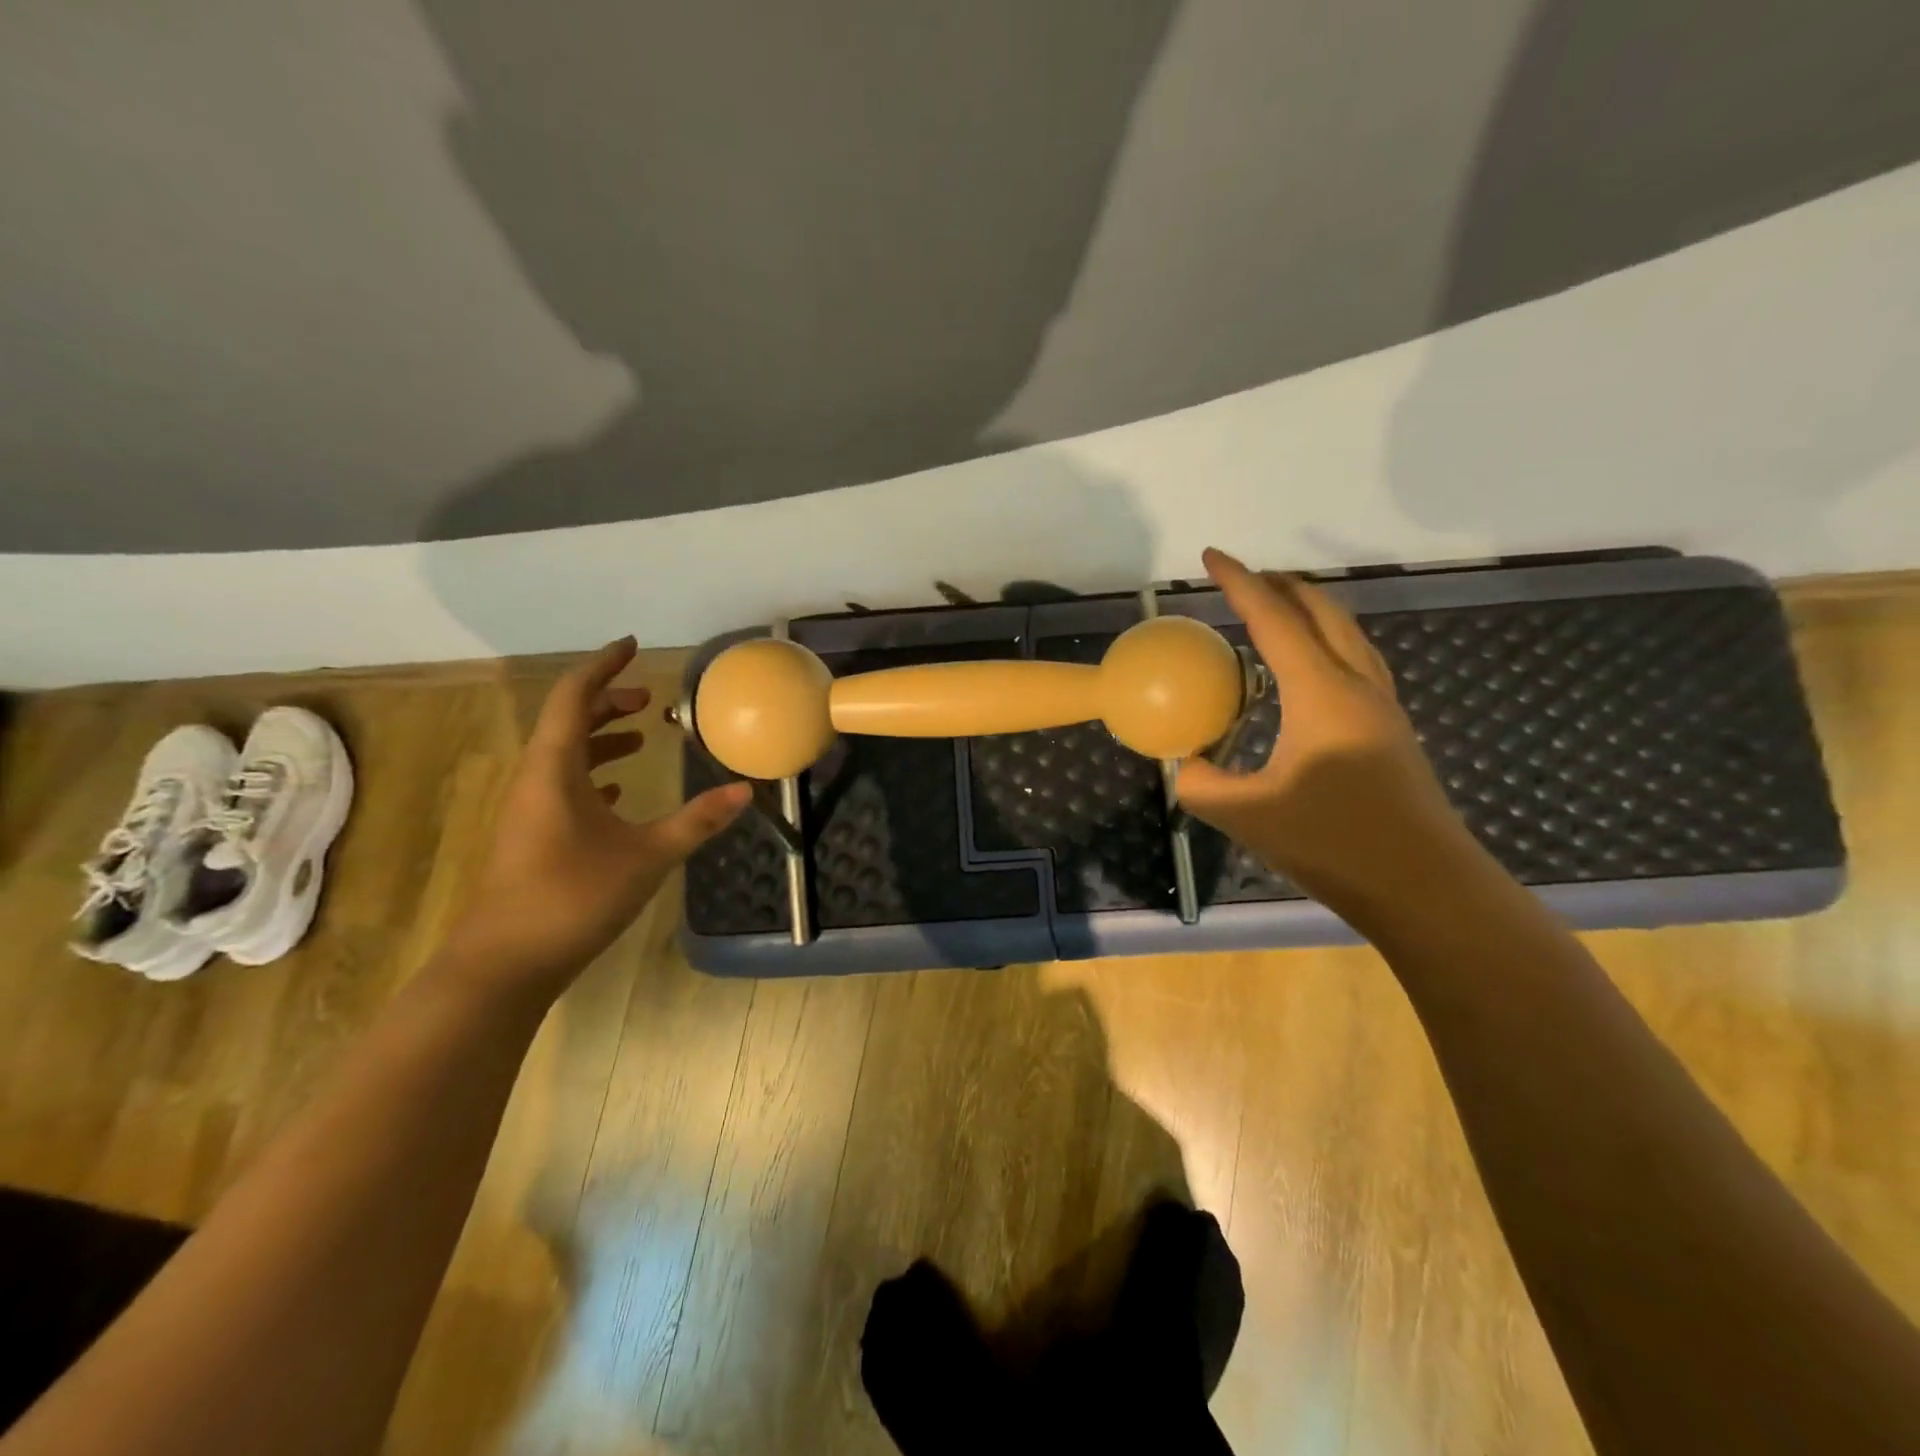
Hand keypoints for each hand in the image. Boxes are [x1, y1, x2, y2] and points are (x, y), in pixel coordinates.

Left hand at [455, 637, 750, 989]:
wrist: (503, 964)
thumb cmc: (573, 897)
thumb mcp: (648, 856)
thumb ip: (697, 821)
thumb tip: (745, 790)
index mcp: (555, 769)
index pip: (575, 698)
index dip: (603, 666)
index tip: (631, 646)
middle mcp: (536, 780)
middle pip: (568, 723)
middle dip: (607, 703)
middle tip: (648, 700)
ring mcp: (529, 811)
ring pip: (564, 756)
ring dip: (601, 739)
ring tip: (640, 737)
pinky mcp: (531, 837)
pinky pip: (562, 786)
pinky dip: (592, 774)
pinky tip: (618, 792)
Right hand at [1176, 549, 1473, 922]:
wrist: (1426, 888)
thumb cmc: (1335, 843)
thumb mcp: (1247, 815)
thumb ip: (1202, 784)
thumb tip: (1186, 765)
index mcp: (1322, 693)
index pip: (1275, 620)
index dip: (1239, 583)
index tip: (1212, 557)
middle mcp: (1358, 686)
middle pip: (1323, 613)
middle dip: (1282, 586)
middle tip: (1245, 578)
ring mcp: (1382, 708)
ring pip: (1348, 635)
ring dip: (1311, 611)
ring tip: (1278, 610)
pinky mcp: (1392, 733)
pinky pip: (1358, 663)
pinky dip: (1327, 644)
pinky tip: (1310, 673)